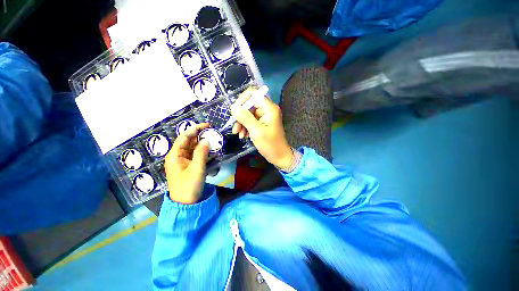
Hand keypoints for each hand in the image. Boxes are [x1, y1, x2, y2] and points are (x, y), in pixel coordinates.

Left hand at [165, 123, 209, 203]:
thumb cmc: (189, 186)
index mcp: (175, 155)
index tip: (207, 125)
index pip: (185, 137)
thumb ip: (201, 153)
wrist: (186, 204)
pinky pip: (196, 155)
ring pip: (193, 147)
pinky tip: (211, 150)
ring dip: (203, 143)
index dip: (195, 129)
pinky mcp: (189, 165)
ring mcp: (183, 161)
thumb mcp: (197, 169)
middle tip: (212, 132)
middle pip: (189, 141)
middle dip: (200, 135)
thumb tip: (206, 140)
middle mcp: (178, 156)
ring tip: (214, 139)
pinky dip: (203, 151)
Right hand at [231, 87, 293, 169]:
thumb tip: (234, 107)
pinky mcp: (262, 123)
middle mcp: (267, 110)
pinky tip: (243, 136)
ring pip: (248, 114)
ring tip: (239, 134)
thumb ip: (245, 118)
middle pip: (249, 105)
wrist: (279, 156)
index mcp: (269, 108)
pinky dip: (245, 127)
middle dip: (240, 116)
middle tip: (236, 128)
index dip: (242, 100)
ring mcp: (265, 116)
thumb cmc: (270, 145)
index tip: (235, 112)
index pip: (253, 94)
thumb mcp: (256, 131)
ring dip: (241, 123)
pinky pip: (250, 120)